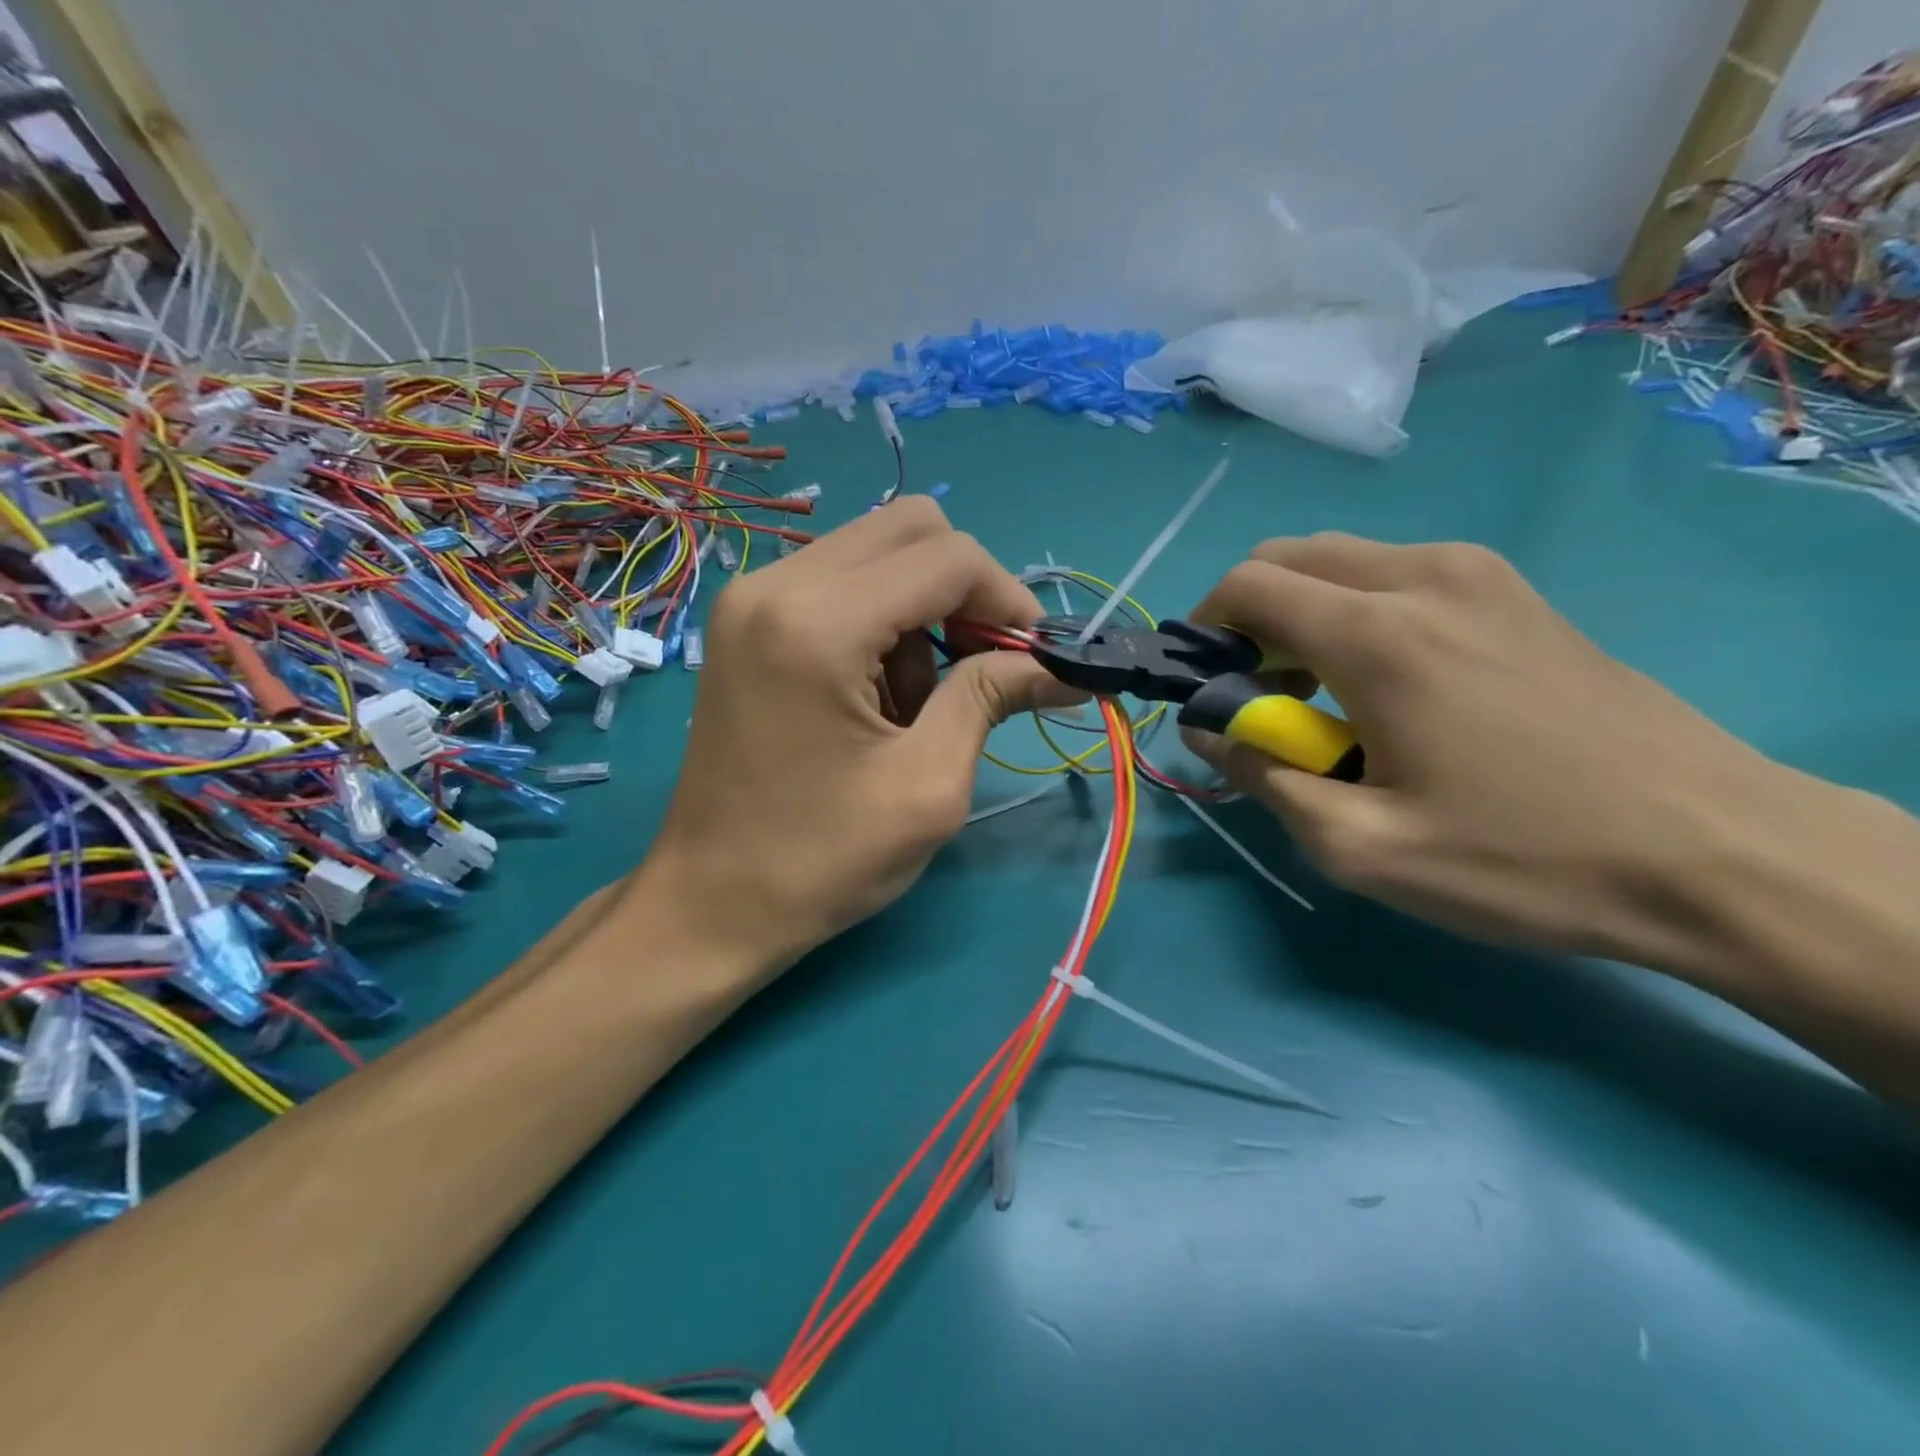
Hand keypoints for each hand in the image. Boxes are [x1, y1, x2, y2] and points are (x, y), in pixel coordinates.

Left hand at [643, 497, 1082, 974]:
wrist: (710, 902)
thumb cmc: (821, 860)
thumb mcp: (928, 786)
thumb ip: (992, 699)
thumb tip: (1061, 666)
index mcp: (819, 623)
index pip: (948, 558)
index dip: (1009, 599)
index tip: (1033, 658)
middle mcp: (776, 584)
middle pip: (910, 527)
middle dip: (965, 590)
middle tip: (980, 665)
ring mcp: (752, 597)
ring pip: (877, 551)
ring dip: (920, 610)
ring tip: (914, 702)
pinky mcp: (747, 620)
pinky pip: (840, 582)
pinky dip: (880, 620)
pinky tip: (874, 693)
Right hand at [1185, 534, 1788, 961]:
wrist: (1718, 855)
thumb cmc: (1522, 857)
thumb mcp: (1360, 846)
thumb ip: (1262, 775)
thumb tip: (1207, 729)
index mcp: (1377, 634)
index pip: (1248, 585)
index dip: (1206, 628)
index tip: (1210, 686)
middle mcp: (1424, 578)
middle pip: (1290, 556)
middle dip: (1250, 614)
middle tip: (1261, 691)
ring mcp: (1481, 576)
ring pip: (1345, 560)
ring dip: (1305, 611)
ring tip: (1325, 693)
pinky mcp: (1518, 593)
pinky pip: (1401, 574)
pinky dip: (1360, 610)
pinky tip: (1392, 682)